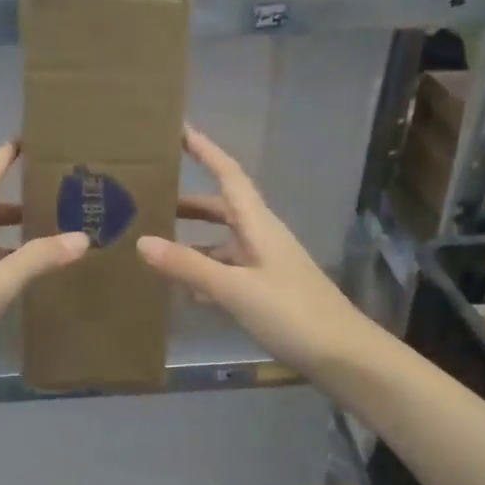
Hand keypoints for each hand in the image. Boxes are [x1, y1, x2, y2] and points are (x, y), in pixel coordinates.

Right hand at [138, 127, 381, 375]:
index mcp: (258, 224)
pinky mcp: (267, 291)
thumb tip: (141, 242)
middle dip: (187, 201)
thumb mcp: (235, 288)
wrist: (342, 355)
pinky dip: (205, 273)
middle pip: (221, 208)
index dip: (205, 150)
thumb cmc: (291, 312)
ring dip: (192, 240)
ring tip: (154, 244)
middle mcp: (262, 237)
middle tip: (149, 197)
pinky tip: (183, 289)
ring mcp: (265, 265)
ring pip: (222, 242)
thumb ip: (188, 266)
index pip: (229, 174)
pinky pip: (228, 271)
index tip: (179, 129)